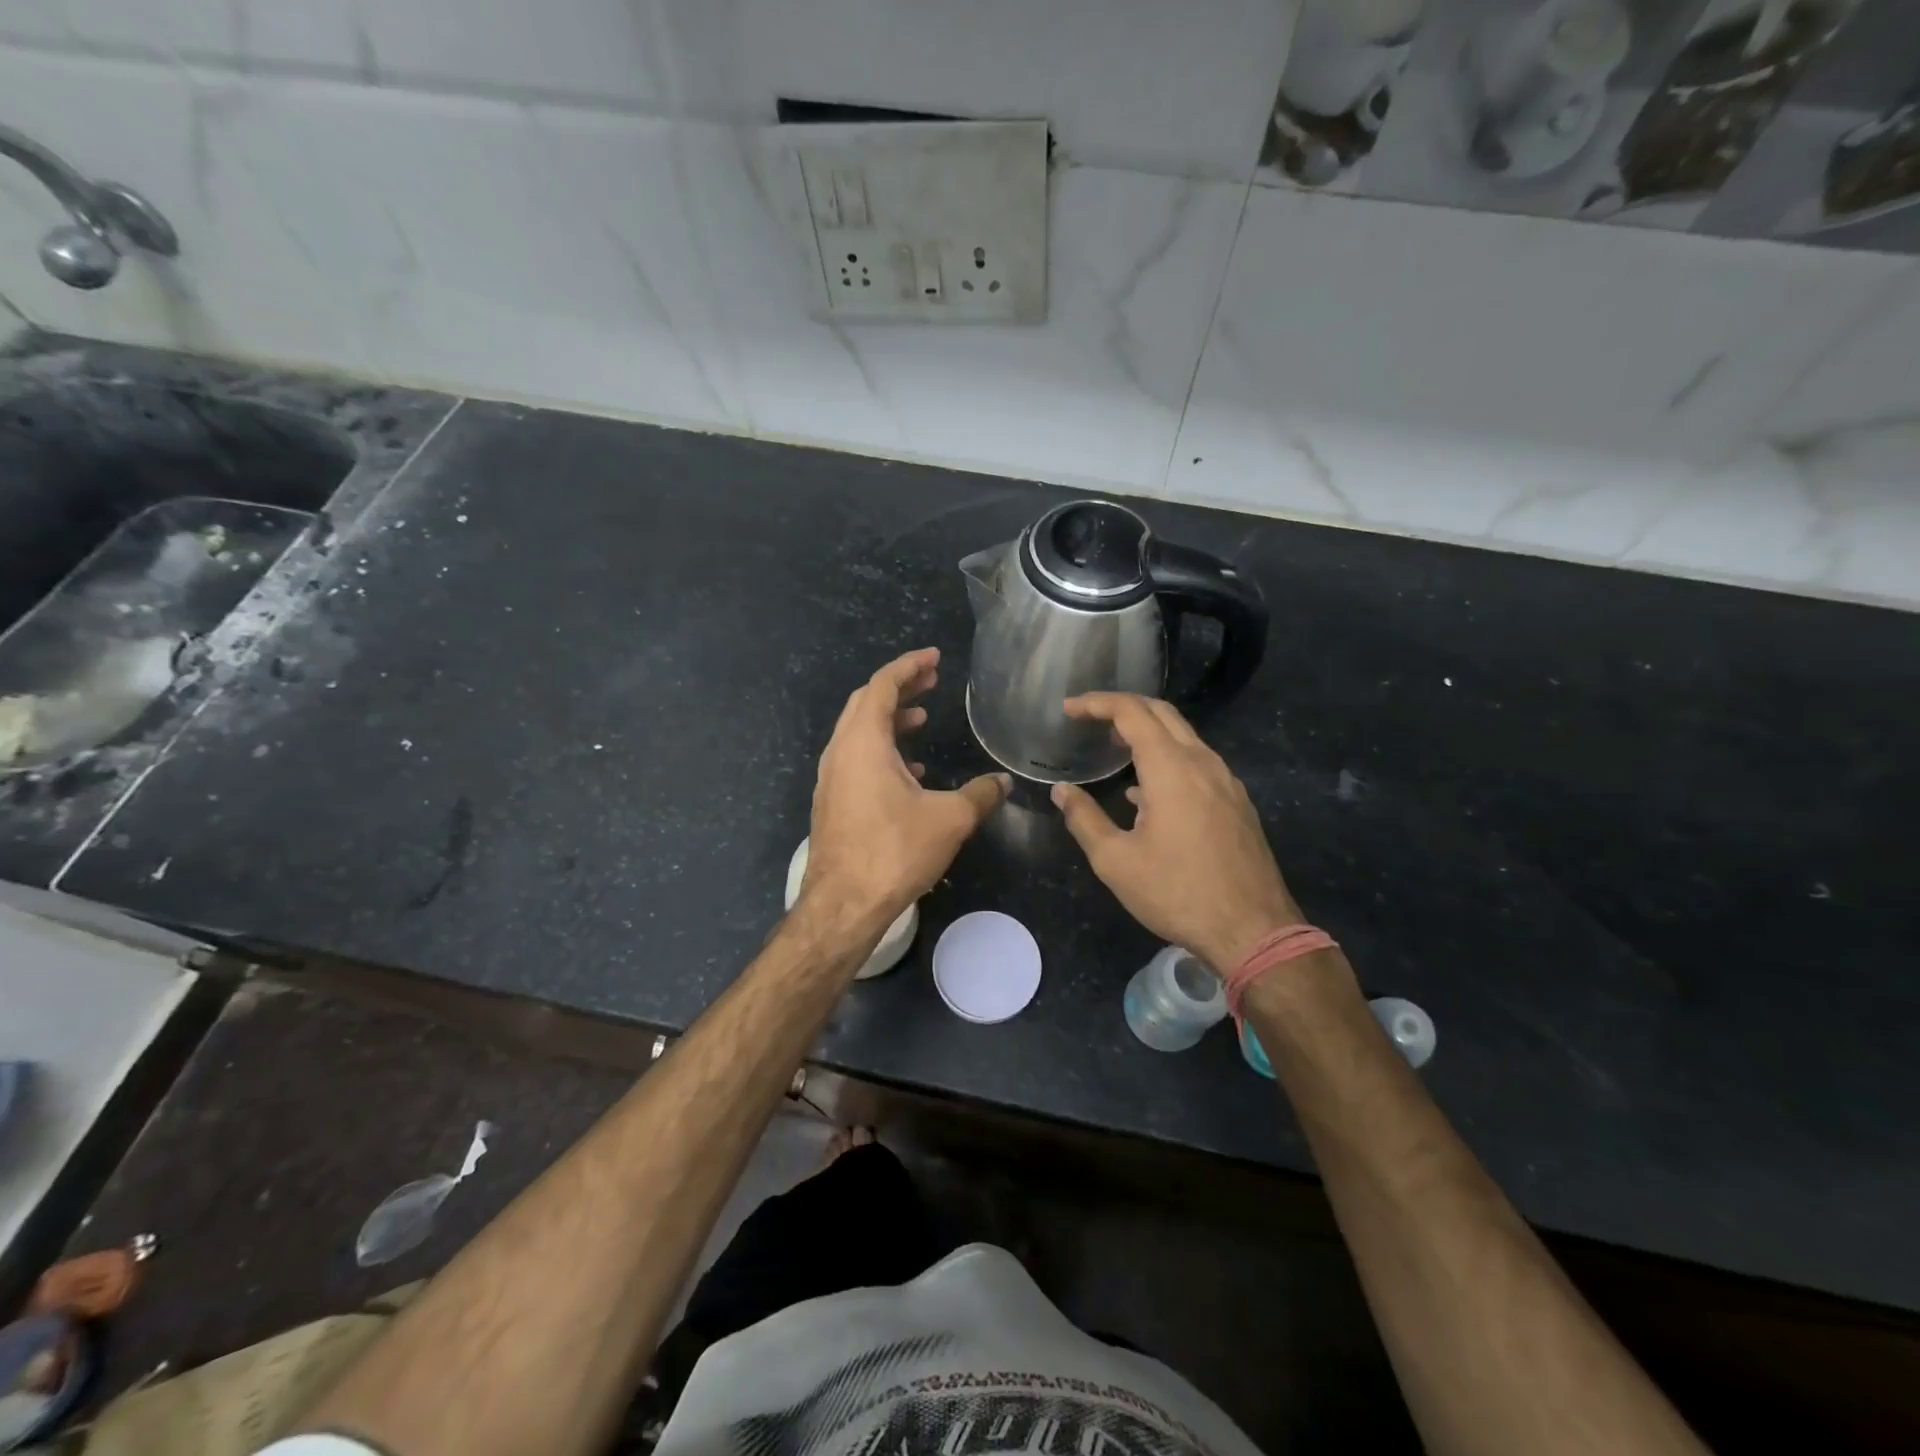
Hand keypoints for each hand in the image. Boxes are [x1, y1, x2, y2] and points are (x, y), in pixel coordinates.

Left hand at [801, 648, 1009, 933]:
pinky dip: (881, 749)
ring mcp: (832, 777)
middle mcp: (841, 752)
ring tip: (921, 718)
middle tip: (931, 680)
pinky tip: (909, 770)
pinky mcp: (832, 801)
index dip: (909, 666)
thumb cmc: (894, 851)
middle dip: (899, 687)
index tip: (934, 658)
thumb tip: (1004, 782)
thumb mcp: (949, 819)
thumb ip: (980, 794)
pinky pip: (856, 758)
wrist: (844, 904)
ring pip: (859, 731)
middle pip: (867, 702)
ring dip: (890, 719)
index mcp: (864, 742)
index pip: (883, 685)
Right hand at [1051, 694, 1299, 974]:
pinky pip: (1198, 761)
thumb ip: (1084, 819)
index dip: (1096, 703)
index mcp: (1171, 768)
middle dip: (1123, 707)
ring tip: (1115, 749)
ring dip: (1148, 732)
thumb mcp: (1115, 861)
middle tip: (1089, 720)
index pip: (1131, 712)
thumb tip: (1061, 791)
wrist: (1253, 931)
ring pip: (1184, 736)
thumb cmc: (1177, 894)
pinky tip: (1148, 791)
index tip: (1068, 710)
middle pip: (1162, 713)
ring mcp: (1226, 781)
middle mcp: (1203, 763)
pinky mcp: (1237, 802)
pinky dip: (1168, 757)